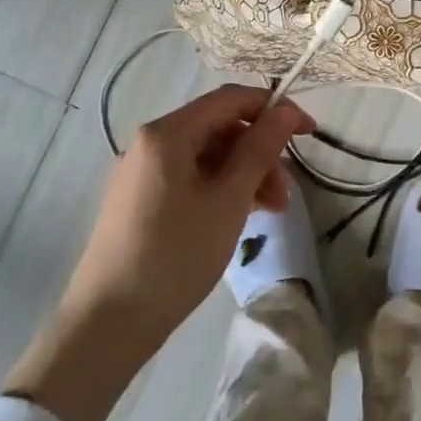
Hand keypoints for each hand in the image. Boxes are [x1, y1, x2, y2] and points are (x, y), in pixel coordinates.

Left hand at [68, 84, 314, 337]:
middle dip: (260, 152)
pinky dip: (221, 190)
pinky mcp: (140, 200)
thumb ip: (260, 148)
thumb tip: (286, 111)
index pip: (230, 99)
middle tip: (286, 193)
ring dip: (245, 175)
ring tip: (270, 212)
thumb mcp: (229, 199)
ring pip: (207, 156)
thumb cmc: (177, 254)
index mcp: (168, 133)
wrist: (110, 321)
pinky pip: (190, 178)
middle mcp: (151, 143)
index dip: (274, 109)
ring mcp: (142, 173)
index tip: (309, 132)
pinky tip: (240, 217)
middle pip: (219, 128)